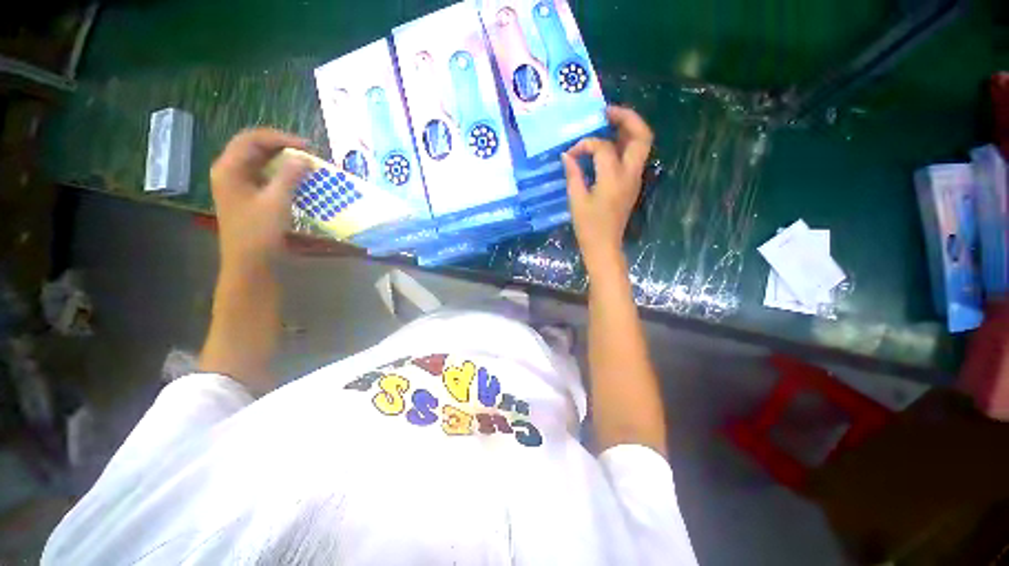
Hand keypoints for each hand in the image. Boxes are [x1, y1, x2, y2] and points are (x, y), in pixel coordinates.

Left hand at [210, 128, 308, 268]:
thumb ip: (290, 176)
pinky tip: (297, 181)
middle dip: (283, 147)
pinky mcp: (247, 196)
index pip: (252, 138)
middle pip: (255, 148)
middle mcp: (230, 172)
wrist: (249, 262)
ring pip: (260, 162)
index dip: (280, 137)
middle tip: (309, 154)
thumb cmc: (259, 232)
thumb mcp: (276, 202)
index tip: (307, 147)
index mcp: (229, 168)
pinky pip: (264, 176)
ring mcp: (238, 185)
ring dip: (283, 161)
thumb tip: (305, 158)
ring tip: (306, 166)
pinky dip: (281, 174)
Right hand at [561, 106, 653, 271]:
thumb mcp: (576, 200)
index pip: (604, 147)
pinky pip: (634, 156)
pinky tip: (608, 145)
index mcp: (614, 178)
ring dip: (628, 129)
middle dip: (627, 118)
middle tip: (606, 112)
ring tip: (609, 123)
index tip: (571, 153)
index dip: (586, 144)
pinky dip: (625, 144)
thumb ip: (573, 174)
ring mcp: (635, 179)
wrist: (604, 246)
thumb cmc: (588, 227)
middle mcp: (630, 174)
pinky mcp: (632, 184)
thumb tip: (567, 155)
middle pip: (641, 135)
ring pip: (642, 144)